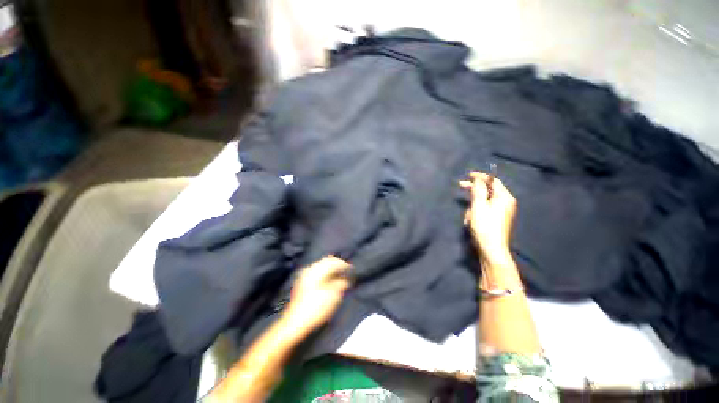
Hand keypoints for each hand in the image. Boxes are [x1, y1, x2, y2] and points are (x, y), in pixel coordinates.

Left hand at [283, 256, 351, 334]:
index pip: (334, 262)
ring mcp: (305, 275)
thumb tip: (345, 279)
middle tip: (347, 271)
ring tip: (340, 276)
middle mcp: (310, 269)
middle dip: (338, 264)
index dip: (345, 265)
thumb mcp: (333, 296)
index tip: (352, 270)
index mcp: (317, 270)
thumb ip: (341, 283)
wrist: (295, 323)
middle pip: (327, 261)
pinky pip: (317, 271)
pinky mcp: (303, 282)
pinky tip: (330, 280)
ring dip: (331, 268)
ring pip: (322, 265)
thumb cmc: (316, 308)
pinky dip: (325, 273)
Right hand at [460, 171, 516, 264]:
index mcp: (504, 197)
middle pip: (488, 190)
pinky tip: (470, 221)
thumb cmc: (485, 225)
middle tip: (460, 185)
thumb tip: (478, 178)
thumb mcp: (479, 205)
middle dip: (473, 190)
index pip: (493, 181)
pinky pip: (484, 209)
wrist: (491, 248)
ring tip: (468, 216)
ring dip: (473, 205)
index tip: (468, 174)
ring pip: (483, 201)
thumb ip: (478, 190)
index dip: (480, 176)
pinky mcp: (496, 218)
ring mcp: (501, 211)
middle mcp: (505, 202)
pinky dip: (476, 212)